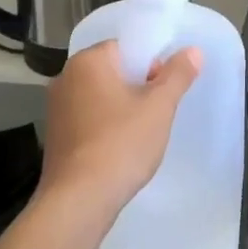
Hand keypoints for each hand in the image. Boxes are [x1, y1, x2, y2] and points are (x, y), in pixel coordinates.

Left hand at [40, 41, 202, 216]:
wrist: (78, 200)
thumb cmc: (121, 143)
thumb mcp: (159, 107)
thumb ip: (177, 75)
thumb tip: (193, 51)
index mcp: (87, 62)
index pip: (124, 48)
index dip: (150, 65)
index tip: (162, 91)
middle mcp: (65, 78)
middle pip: (112, 71)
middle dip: (137, 88)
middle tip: (155, 114)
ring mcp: (56, 109)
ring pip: (99, 97)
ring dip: (121, 109)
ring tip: (139, 136)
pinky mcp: (54, 137)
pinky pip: (87, 120)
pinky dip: (104, 128)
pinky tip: (118, 151)